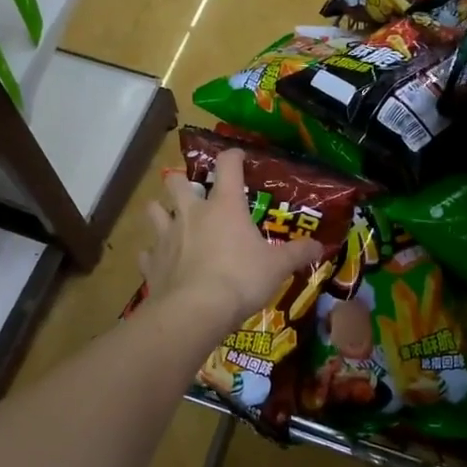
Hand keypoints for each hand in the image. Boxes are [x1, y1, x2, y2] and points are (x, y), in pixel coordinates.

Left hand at [139, 147, 325, 336]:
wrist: (195, 310)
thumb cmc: (241, 279)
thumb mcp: (277, 267)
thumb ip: (298, 253)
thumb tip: (320, 246)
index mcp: (224, 205)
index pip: (228, 166)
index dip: (233, 156)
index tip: (237, 157)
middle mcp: (191, 213)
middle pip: (175, 181)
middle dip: (180, 180)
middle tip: (191, 191)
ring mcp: (166, 236)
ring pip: (154, 210)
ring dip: (160, 211)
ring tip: (168, 219)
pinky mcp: (151, 262)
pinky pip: (147, 252)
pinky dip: (152, 254)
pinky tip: (159, 261)